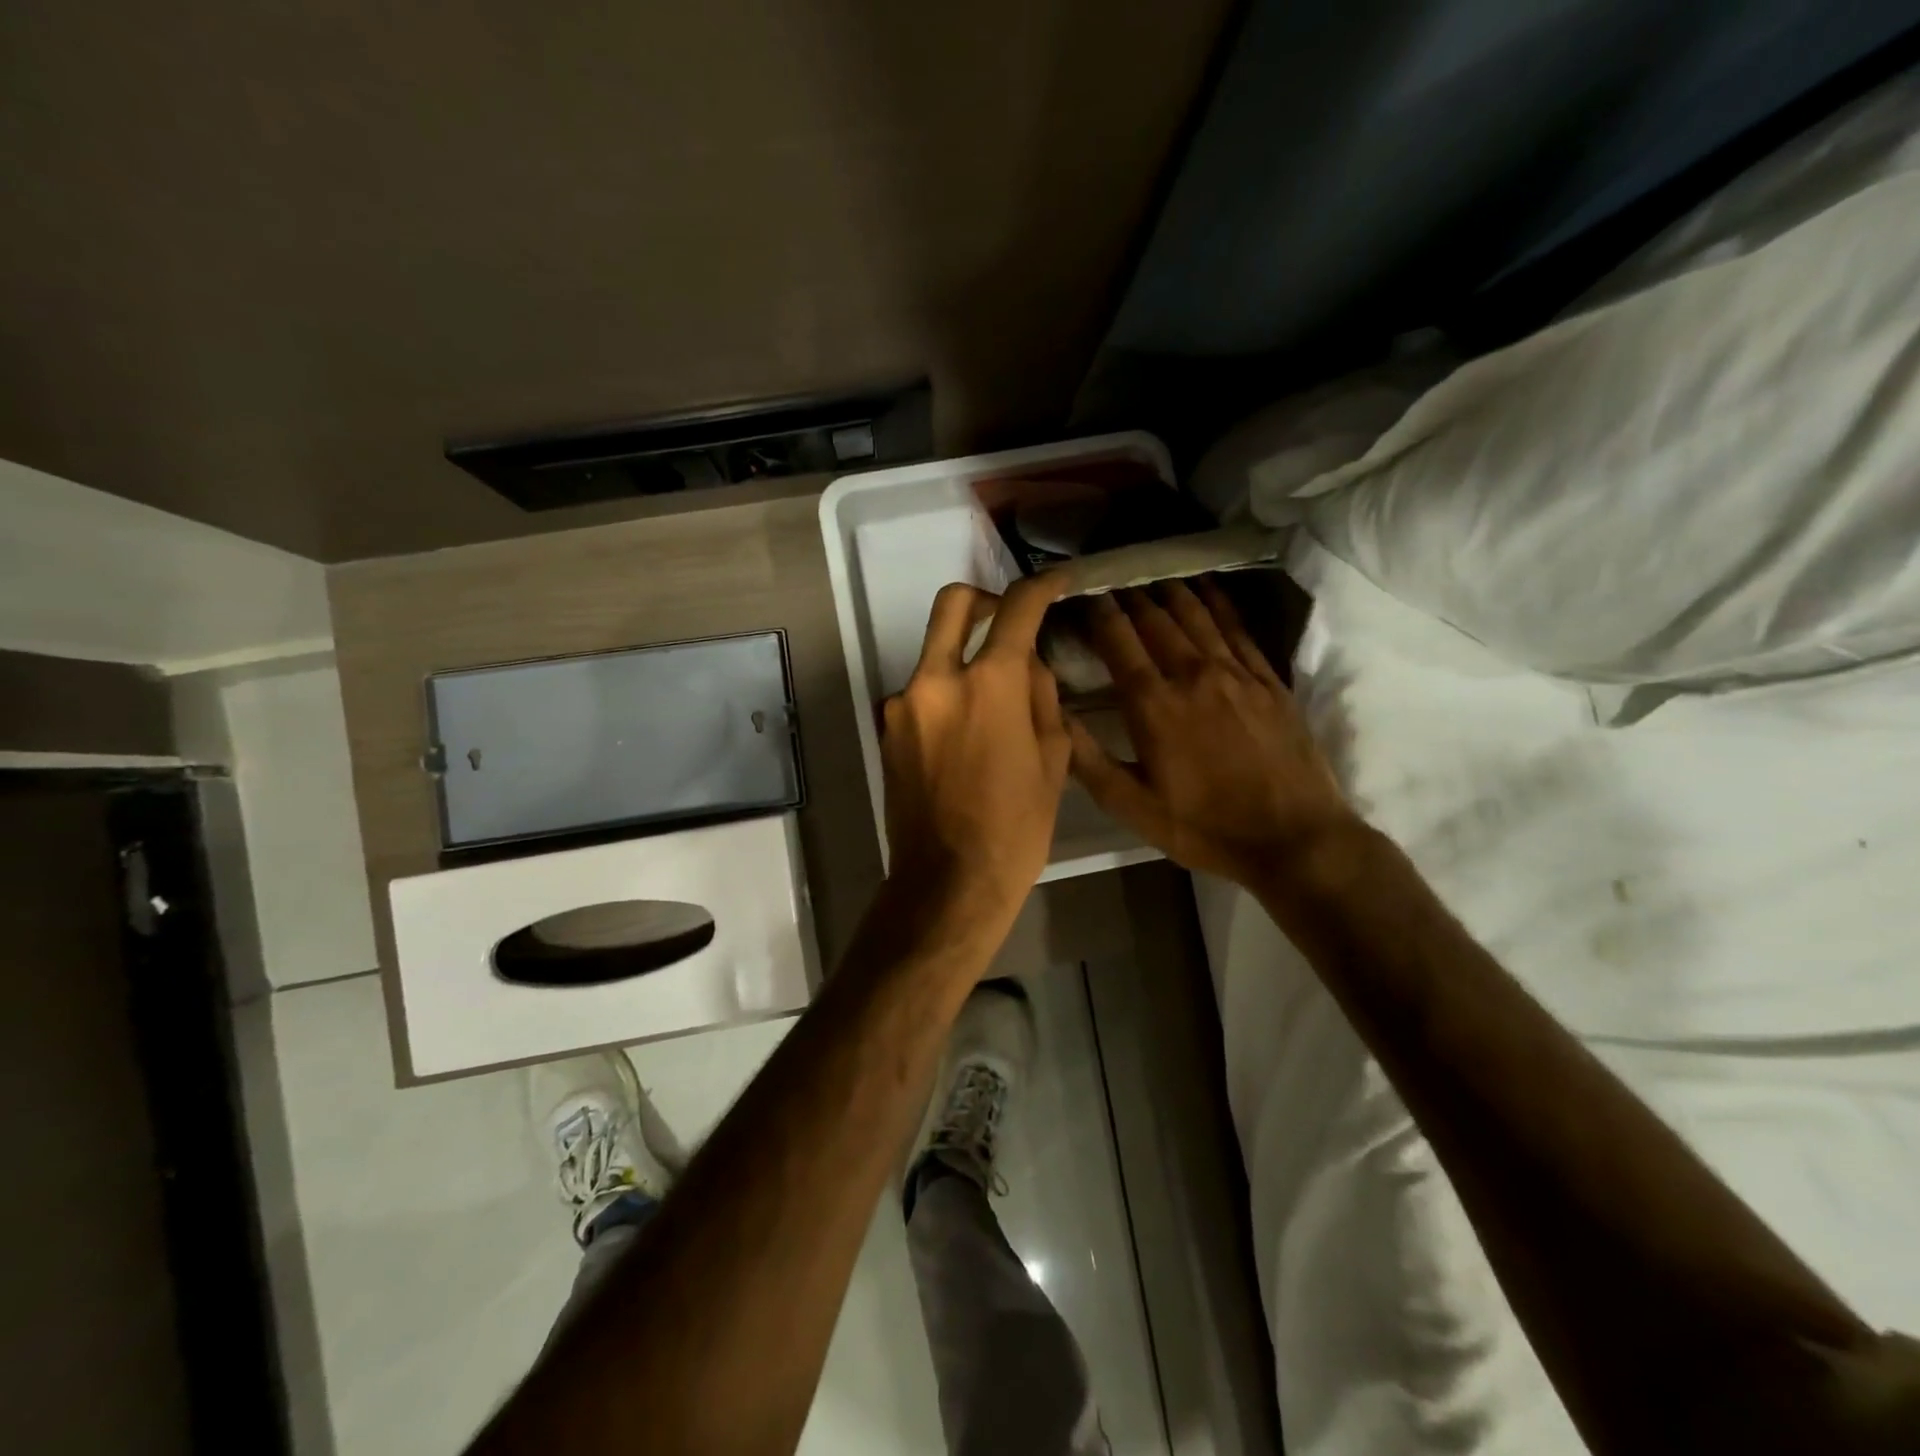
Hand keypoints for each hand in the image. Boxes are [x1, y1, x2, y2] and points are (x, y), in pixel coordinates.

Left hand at [879, 574, 1072, 922]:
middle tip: (1004, 621)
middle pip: (952, 605)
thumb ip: (1041, 697)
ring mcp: (902, 704)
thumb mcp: (1052, 760)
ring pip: (934, 654)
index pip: (1016, 610)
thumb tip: (1029, 664)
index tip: (1053, 584)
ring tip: (988, 706)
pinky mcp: (886, 729)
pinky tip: (960, 736)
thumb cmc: (1016, 828)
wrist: (948, 882)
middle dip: (982, 600)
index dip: (1039, 588)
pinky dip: (942, 696)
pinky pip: (918, 693)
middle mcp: (937, 680)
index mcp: (990, 685)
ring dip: (961, 660)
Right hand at [1067, 578, 1357, 884]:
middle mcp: (1192, 674)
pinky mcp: (1268, 679)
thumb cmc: (1204, 827)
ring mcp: (1235, 672)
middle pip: (1156, 619)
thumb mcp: (1132, 807)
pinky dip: (1218, 602)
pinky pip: (1238, 627)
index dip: (1097, 612)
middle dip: (1130, 596)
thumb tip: (1054, 712)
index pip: (1118, 640)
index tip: (1082, 595)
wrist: (1294, 838)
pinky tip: (1208, 588)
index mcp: (1154, 705)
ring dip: (1170, 591)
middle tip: (1114, 581)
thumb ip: (1088, 759)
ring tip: (1152, 576)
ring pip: (1196, 615)